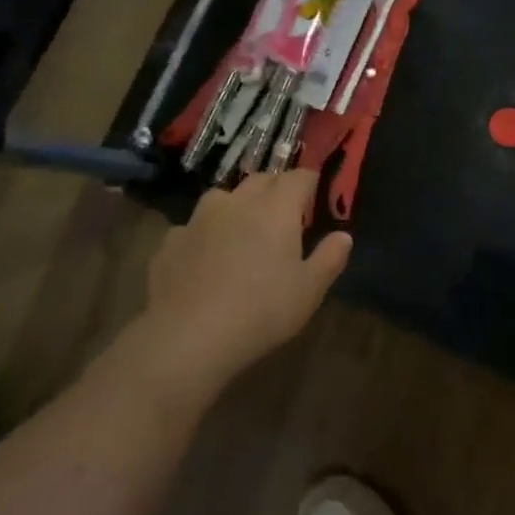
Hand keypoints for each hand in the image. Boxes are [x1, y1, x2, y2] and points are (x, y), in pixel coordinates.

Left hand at [140, 172, 351, 402]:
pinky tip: (206, 259)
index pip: (299, 177)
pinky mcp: (170, 241)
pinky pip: (194, 227)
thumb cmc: (261, 310)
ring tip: (243, 230)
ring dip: (238, 206)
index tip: (317, 194)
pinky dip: (206, 234)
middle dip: (276, 189)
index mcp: (276, 208)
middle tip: (286, 212)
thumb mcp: (309, 290)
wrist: (187, 336)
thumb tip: (343, 236)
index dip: (310, 182)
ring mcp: (198, 219)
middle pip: (261, 180)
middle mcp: (237, 202)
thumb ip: (329, 258)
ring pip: (223, 198)